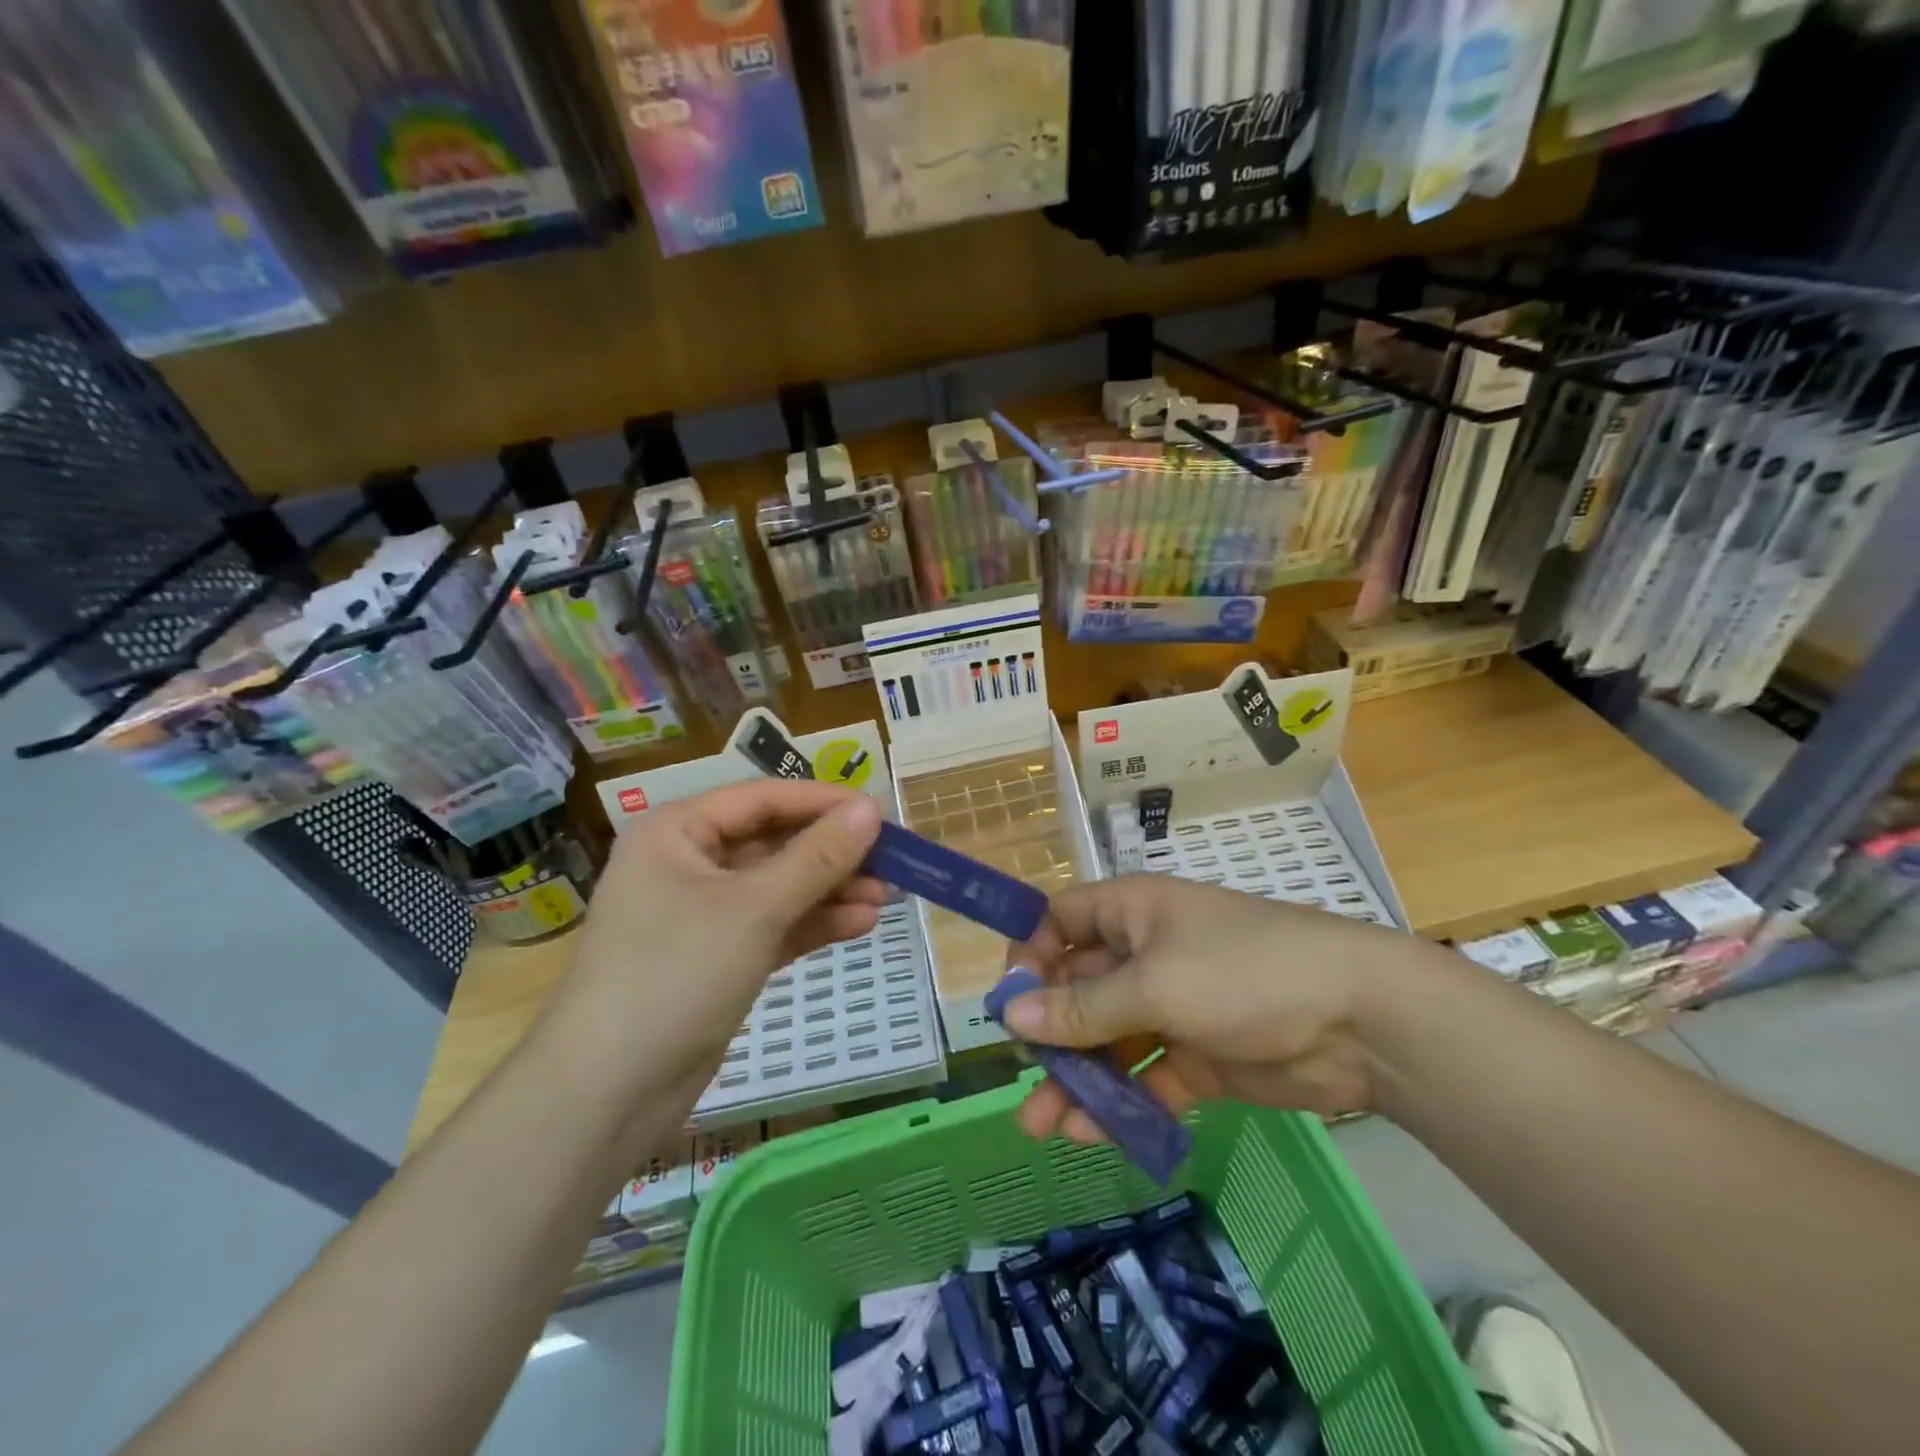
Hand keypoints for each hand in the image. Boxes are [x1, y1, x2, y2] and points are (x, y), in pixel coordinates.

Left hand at [536, 781, 884, 1113]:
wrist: (608, 1093)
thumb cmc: (675, 973)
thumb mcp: (755, 908)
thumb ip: (817, 857)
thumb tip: (871, 809)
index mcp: (677, 832)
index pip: (763, 799)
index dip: (823, 803)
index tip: (880, 813)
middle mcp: (687, 863)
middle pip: (773, 843)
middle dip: (832, 854)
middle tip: (891, 861)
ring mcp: (701, 914)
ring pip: (778, 887)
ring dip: (830, 890)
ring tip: (887, 896)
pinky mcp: (716, 958)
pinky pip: (773, 925)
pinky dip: (812, 923)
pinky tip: (860, 924)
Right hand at [1001, 875, 1449, 1142]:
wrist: (1361, 1022)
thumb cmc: (1244, 973)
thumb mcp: (1155, 985)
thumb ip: (1082, 1007)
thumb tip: (1009, 1016)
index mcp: (1132, 913)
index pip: (1062, 920)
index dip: (1031, 955)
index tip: (1010, 1003)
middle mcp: (1145, 954)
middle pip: (1079, 988)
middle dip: (1048, 1031)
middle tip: (1023, 1076)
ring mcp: (1172, 1006)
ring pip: (1108, 1039)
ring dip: (1077, 1077)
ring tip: (1042, 1124)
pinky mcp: (1197, 1056)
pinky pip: (1144, 1076)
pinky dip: (1120, 1102)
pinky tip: (1093, 1132)